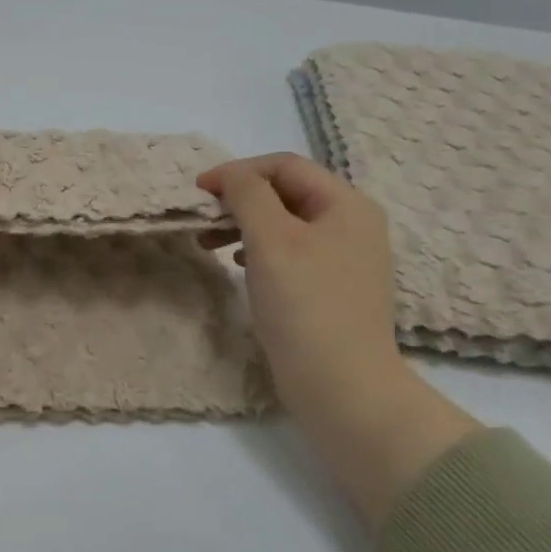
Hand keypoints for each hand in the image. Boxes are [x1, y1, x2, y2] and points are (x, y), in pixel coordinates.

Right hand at [198, 153, 478, 523]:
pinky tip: (237, 264)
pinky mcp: (329, 287)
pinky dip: (257, 249)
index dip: (238, 171)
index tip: (199, 191)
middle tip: (202, 218)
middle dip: (238, 199)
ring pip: (283, 222)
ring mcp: (343, 258)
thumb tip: (230, 175)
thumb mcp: (271, 239)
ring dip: (243, 224)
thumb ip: (248, 194)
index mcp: (346, 204)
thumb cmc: (305, 304)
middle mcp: (351, 224)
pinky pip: (288, 251)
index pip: (284, 166)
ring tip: (209, 243)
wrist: (341, 386)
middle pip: (284, 192)